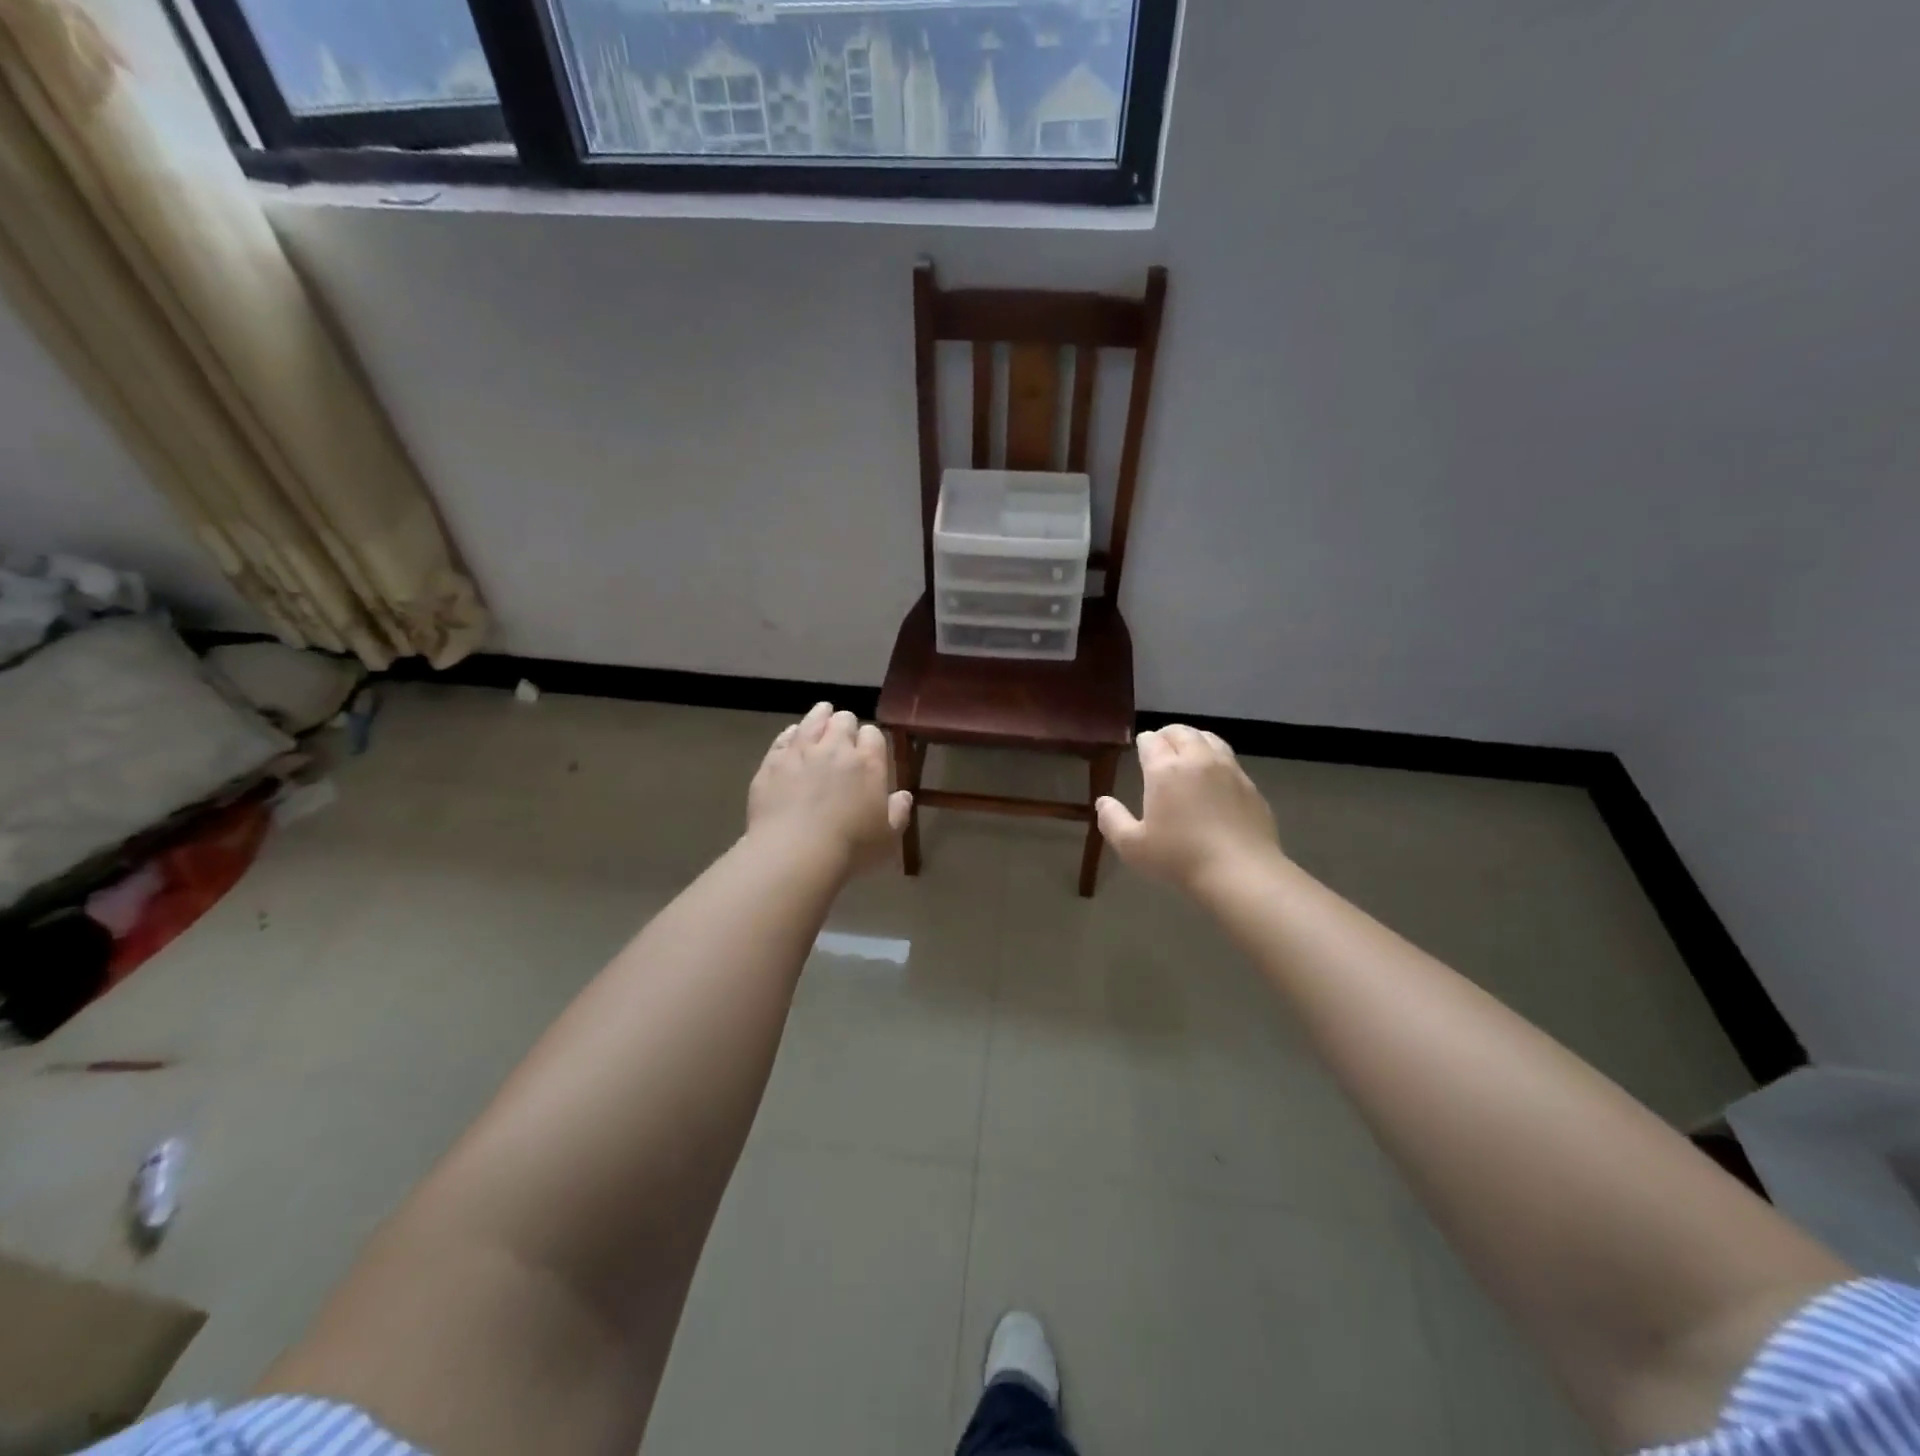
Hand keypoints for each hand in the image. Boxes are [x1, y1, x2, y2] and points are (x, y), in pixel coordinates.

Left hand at [747, 702, 912, 875]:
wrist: (794, 852)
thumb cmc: (850, 847)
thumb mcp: (887, 837)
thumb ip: (897, 812)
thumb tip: (904, 796)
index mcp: (868, 764)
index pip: (873, 735)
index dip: (871, 739)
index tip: (868, 748)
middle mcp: (836, 749)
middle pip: (843, 721)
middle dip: (845, 724)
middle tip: (843, 735)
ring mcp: (801, 752)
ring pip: (812, 721)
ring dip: (820, 716)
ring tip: (822, 715)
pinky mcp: (773, 762)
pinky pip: (784, 737)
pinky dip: (792, 734)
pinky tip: (793, 736)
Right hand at [1095, 725, 1281, 894]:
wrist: (1241, 873)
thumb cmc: (1180, 858)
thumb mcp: (1133, 846)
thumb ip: (1112, 820)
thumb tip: (1102, 801)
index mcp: (1165, 770)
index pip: (1151, 741)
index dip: (1143, 742)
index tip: (1140, 749)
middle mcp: (1197, 760)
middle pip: (1182, 732)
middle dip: (1168, 735)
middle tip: (1161, 746)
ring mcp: (1228, 770)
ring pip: (1210, 739)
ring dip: (1194, 740)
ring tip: (1188, 753)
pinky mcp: (1250, 786)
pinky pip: (1230, 760)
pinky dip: (1217, 759)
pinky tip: (1214, 778)